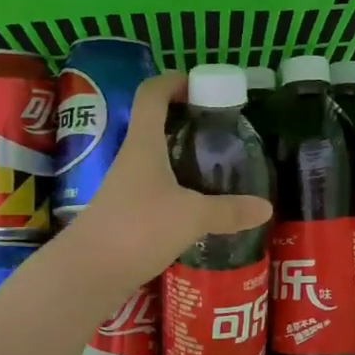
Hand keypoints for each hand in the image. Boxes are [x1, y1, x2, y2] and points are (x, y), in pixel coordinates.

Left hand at [59, 72, 271, 290]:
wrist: (88, 272)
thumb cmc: (138, 228)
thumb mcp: (191, 216)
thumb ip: (228, 211)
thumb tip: (265, 207)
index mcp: (143, 144)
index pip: (152, 94)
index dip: (174, 81)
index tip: (201, 85)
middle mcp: (131, 159)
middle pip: (154, 125)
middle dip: (185, 121)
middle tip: (219, 130)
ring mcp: (124, 187)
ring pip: (155, 159)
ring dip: (181, 157)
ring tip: (215, 167)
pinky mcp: (124, 214)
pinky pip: (154, 189)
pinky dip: (175, 188)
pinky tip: (196, 206)